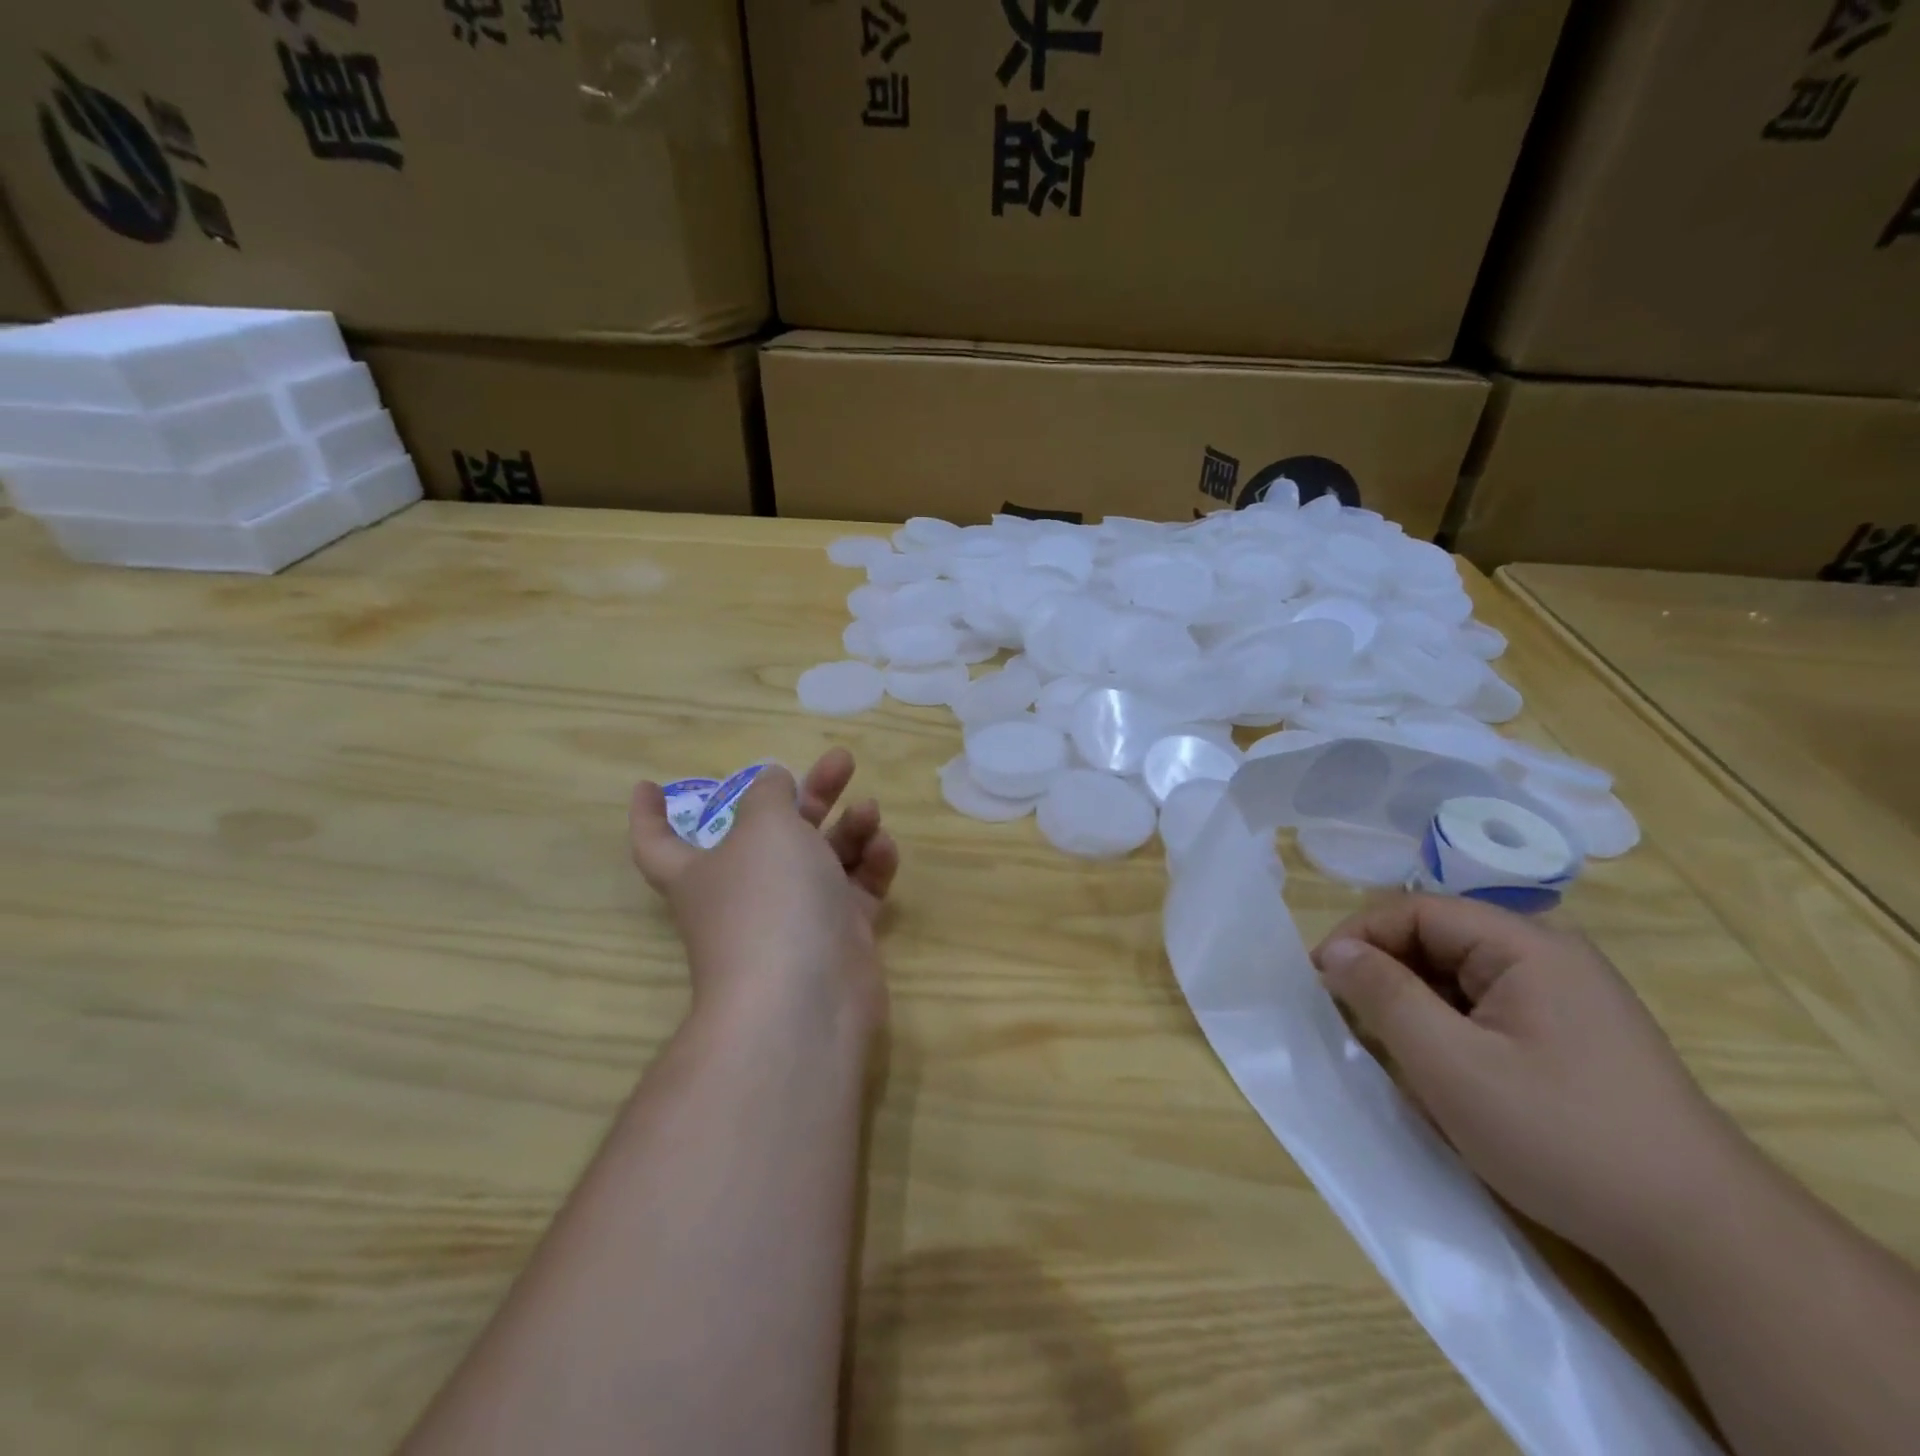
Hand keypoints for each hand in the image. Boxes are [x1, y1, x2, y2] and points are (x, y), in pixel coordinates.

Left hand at [630, 749, 898, 1039]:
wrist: (807, 999)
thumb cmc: (769, 899)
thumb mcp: (765, 827)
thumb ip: (769, 795)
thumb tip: (772, 782)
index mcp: (702, 869)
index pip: (658, 842)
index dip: (649, 814)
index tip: (648, 785)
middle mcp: (746, 892)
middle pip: (773, 833)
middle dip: (809, 794)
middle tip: (841, 762)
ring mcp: (795, 917)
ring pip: (822, 859)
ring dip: (847, 828)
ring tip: (869, 809)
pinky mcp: (839, 936)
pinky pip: (854, 890)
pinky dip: (869, 866)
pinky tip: (883, 847)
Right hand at [1312, 894, 1746, 1268]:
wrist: (1707, 1242)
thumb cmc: (1562, 1137)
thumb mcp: (1450, 1064)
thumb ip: (1384, 995)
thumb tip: (1334, 950)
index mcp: (1527, 945)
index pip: (1417, 911)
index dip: (1360, 937)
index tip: (1320, 981)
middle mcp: (1551, 957)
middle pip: (1440, 939)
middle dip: (1387, 972)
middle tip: (1350, 1019)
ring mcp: (1570, 997)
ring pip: (1462, 976)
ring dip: (1417, 1003)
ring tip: (1391, 1049)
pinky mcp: (1577, 1036)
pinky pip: (1490, 1008)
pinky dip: (1451, 1027)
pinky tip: (1445, 1071)